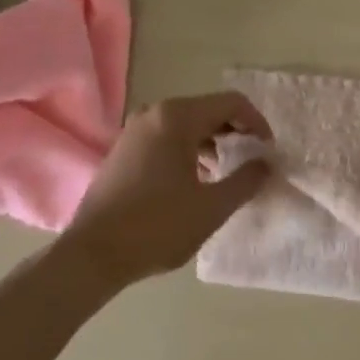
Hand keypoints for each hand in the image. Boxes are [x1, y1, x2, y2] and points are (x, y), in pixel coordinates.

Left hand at [60, 91, 274, 288]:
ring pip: (187, 124)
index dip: (257, 123)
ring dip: (213, 141)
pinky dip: (189, 149)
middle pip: (209, 109)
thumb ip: (247, 180)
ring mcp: (134, 130)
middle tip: (252, 160)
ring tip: (226, 172)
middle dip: (235, 132)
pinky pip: (167, 136)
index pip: (232, 103)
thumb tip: (266, 164)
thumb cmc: (157, 227)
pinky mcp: (123, 149)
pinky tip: (196, 179)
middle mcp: (154, 113)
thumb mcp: (213, 206)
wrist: (92, 255)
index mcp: (177, 117)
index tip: (268, 151)